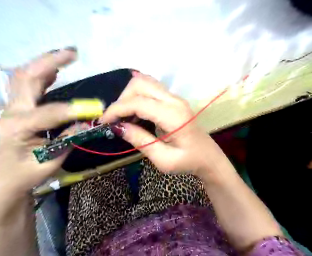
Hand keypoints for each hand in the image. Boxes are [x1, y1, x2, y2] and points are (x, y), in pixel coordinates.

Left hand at [0, 49, 101, 194]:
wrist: (6, 181)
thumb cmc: (28, 174)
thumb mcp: (51, 161)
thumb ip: (70, 139)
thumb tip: (88, 122)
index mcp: (18, 128)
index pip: (49, 113)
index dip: (73, 109)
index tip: (96, 106)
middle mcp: (11, 113)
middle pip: (26, 79)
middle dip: (50, 62)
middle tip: (73, 53)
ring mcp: (12, 109)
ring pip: (24, 77)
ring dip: (45, 63)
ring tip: (66, 56)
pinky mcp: (18, 109)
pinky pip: (27, 85)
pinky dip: (42, 74)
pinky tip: (55, 70)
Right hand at [101, 71, 227, 176]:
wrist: (208, 157)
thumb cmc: (188, 161)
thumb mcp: (163, 159)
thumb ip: (140, 141)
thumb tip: (118, 127)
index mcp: (174, 116)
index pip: (138, 103)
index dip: (117, 109)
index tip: (104, 122)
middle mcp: (175, 101)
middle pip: (140, 85)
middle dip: (122, 100)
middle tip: (116, 120)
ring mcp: (175, 98)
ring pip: (145, 83)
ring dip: (129, 96)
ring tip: (125, 116)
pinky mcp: (174, 100)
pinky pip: (151, 89)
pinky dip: (138, 96)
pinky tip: (135, 111)